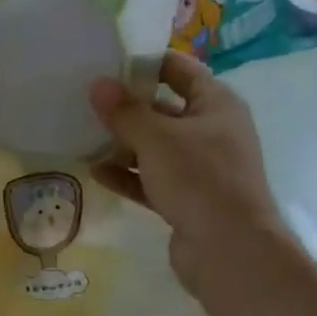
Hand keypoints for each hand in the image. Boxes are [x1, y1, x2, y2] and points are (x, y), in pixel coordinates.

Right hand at [88, 52, 283, 297]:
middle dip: (128, 107)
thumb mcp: (156, 139)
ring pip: (156, 147)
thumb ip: (124, 111)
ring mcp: (201, 168)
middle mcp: (212, 131)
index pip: (180, 69)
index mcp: (216, 105)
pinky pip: (152, 179)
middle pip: (164, 109)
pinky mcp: (188, 199)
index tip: (108, 62)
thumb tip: (98, 84)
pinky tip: (96, 172)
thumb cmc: (199, 180)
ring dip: (124, 143)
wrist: (232, 253)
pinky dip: (128, 175)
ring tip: (84, 137)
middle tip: (87, 101)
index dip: (146, 62)